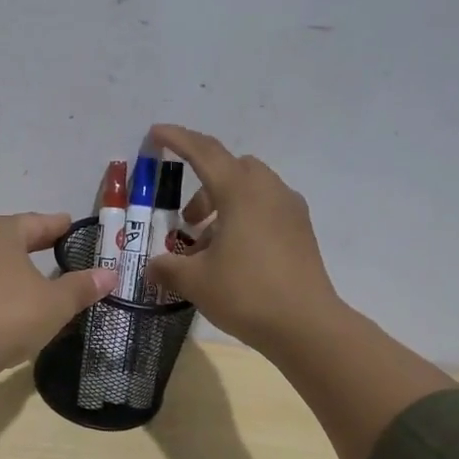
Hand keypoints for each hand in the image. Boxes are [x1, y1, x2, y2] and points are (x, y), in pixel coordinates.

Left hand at [0, 212, 116, 372]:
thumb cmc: (8, 315)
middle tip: (51, 249)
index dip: (57, 226)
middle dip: (30, 244)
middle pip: (8, 237)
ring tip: (25, 278)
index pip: (37, 223)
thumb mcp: (55, 304)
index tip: (69, 226)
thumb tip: (110, 275)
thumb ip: (81, 287)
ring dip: (6, 267)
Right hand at [143, 124, 342, 353]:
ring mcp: (290, 210)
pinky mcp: (301, 232)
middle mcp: (268, 191)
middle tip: (187, 218)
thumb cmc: (246, 293)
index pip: (204, 152)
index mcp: (240, 192)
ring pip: (251, 189)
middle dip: (204, 184)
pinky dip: (244, 218)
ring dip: (224, 205)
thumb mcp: (195, 281)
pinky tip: (233, 255)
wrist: (306, 325)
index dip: (177, 140)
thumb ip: (168, 267)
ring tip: (206, 244)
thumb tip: (152, 267)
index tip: (156, 133)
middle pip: (232, 168)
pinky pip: (267, 209)